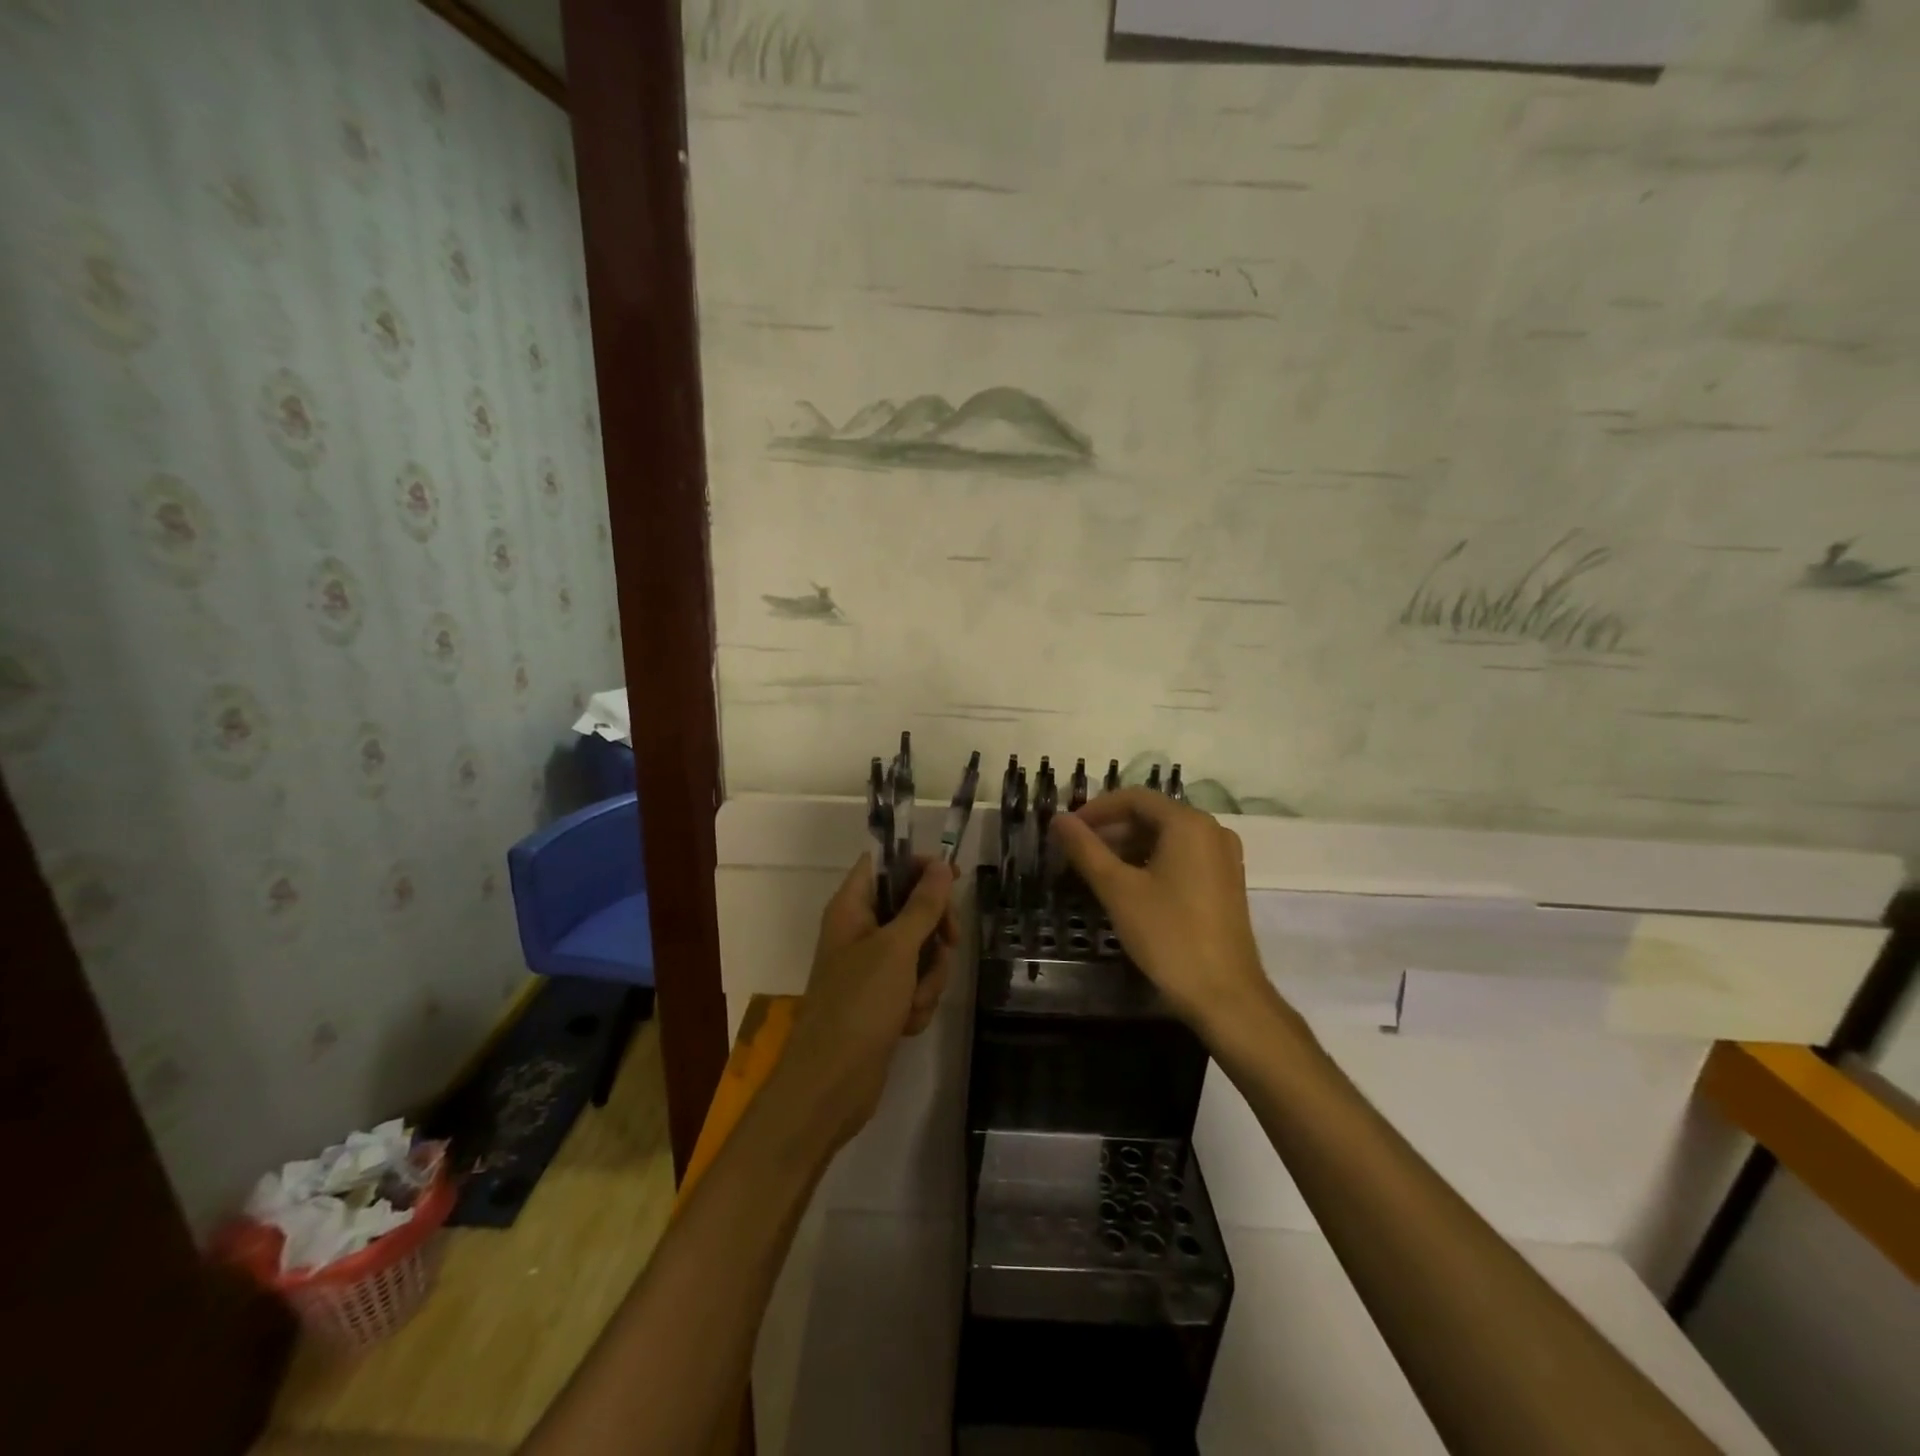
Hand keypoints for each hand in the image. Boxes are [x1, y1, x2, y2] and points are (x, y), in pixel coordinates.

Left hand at [773, 854, 957, 1152]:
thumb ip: (923, 905)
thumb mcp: (896, 948)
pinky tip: (906, 1023)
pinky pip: (916, 984)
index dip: (918, 865)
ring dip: (929, 976)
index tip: (951, 879)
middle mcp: (861, 932)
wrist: (832, 1083)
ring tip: (913, 1000)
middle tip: (949, 943)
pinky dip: (918, 1001)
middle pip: (912, 908)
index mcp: (852, 908)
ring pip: (921, 950)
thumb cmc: (859, 1003)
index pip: (884, 864)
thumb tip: (941, 866)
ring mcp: (872, 968)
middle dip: (935, 932)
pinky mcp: (884, 1000)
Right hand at [1052, 789, 1280, 1037]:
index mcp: (1189, 824)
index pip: (1135, 798)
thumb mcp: (1118, 890)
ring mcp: (1223, 858)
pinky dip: (1151, 863)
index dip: (1096, 810)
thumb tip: (1058, 820)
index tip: (1067, 830)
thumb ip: (1086, 850)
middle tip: (1076, 852)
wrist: (1225, 995)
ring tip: (1095, 871)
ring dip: (1128, 847)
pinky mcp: (1225, 883)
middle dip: (1111, 830)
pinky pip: (1181, 857)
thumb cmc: (1168, 936)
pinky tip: (1127, 887)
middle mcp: (1212, 831)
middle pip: (1152, 816)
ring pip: (1166, 838)